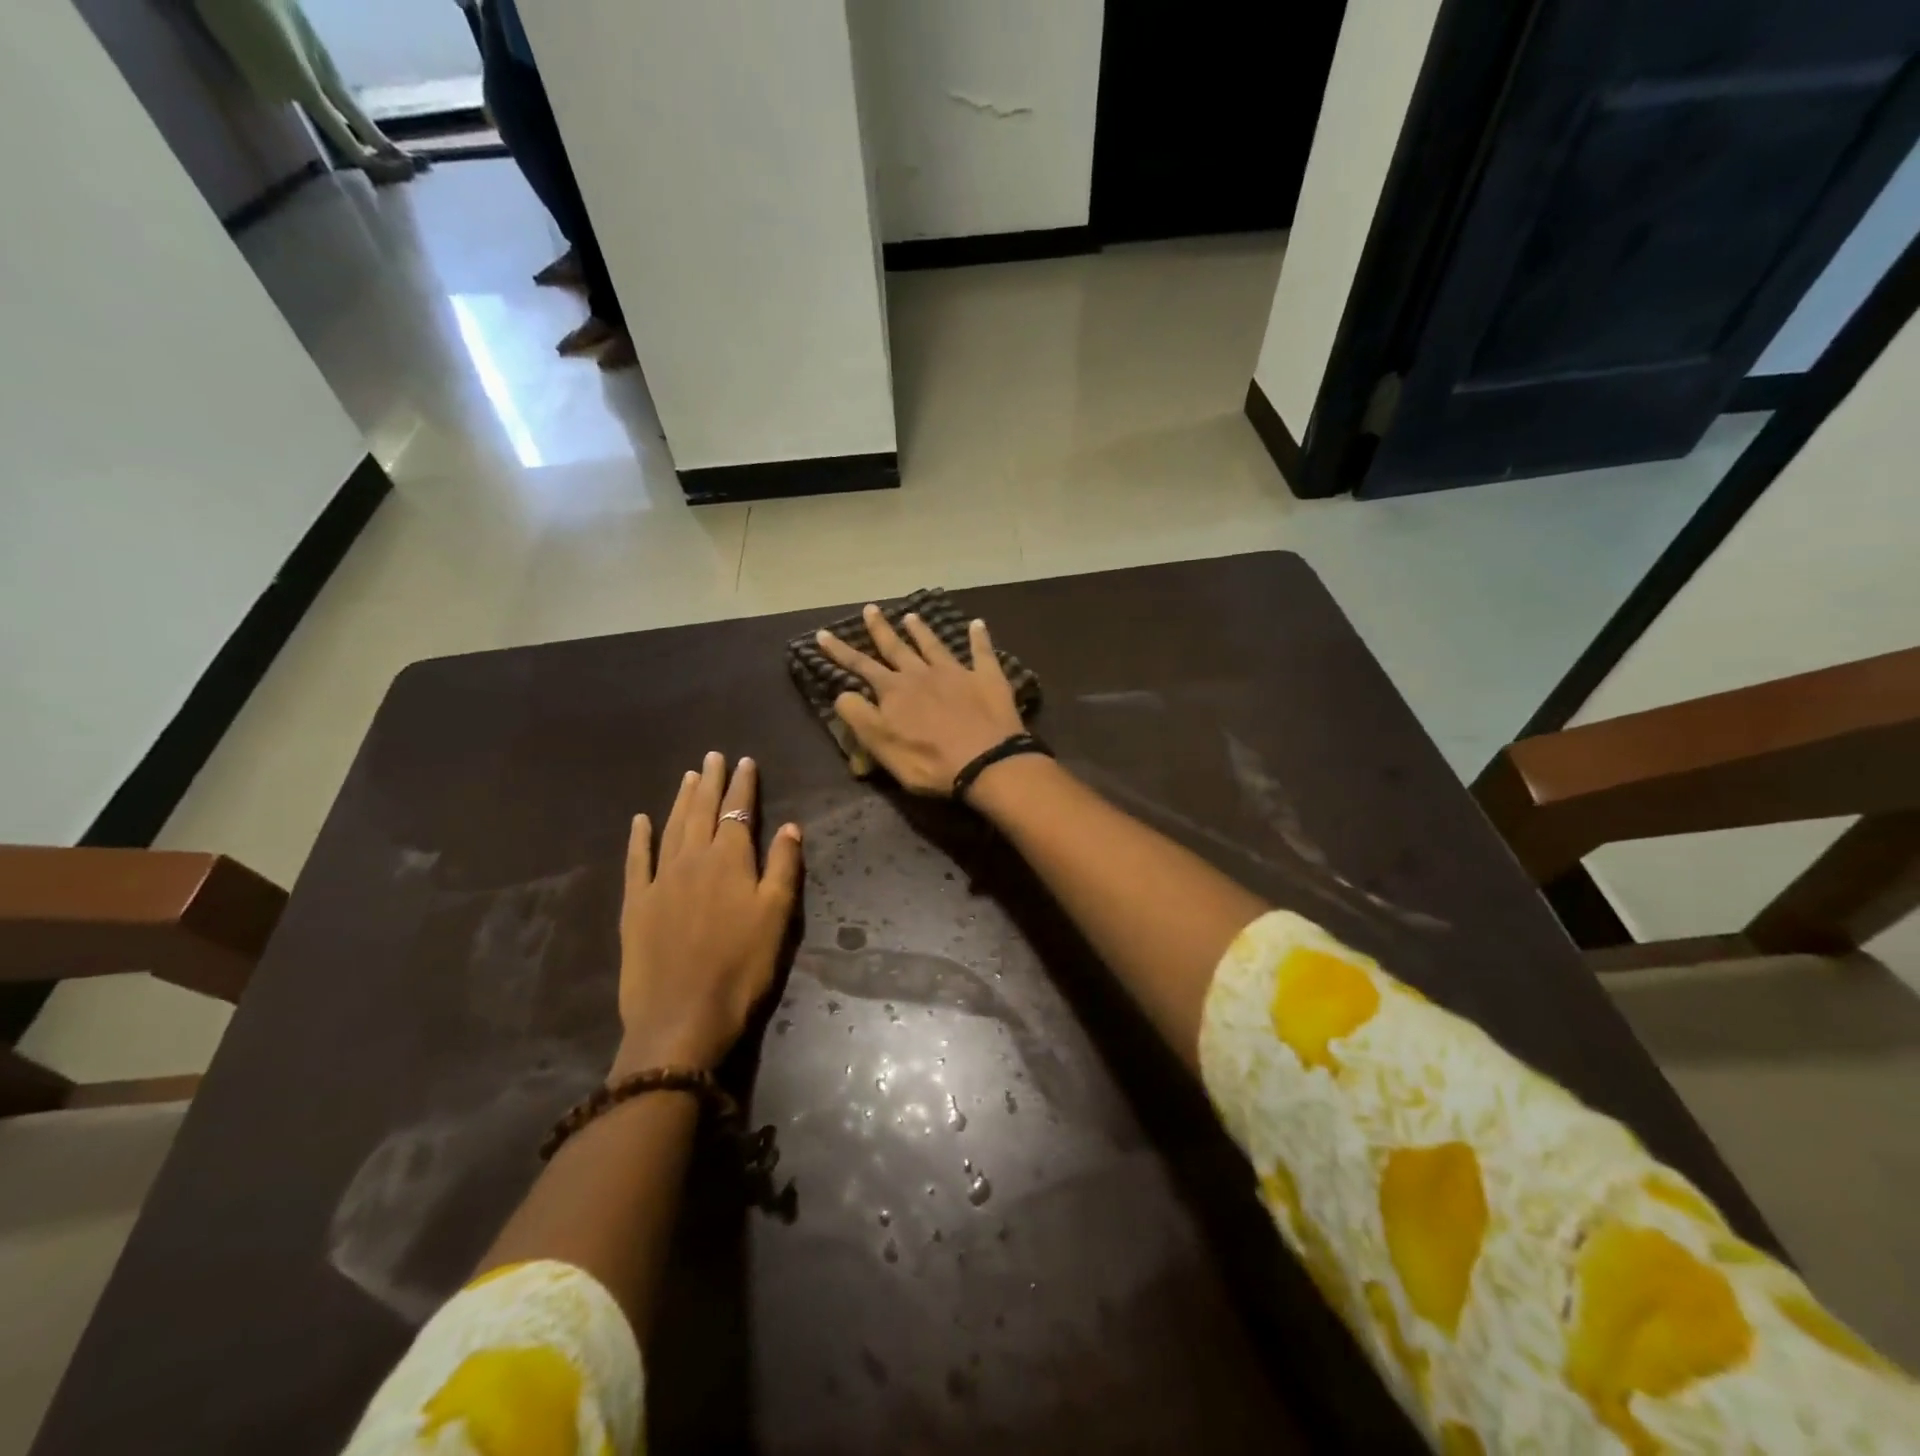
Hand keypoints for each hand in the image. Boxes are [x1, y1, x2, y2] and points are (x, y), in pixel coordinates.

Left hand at [613, 754, 802, 1074]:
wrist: (682, 1017)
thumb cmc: (741, 967)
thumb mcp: (777, 917)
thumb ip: (783, 867)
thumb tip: (789, 827)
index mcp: (730, 860)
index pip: (738, 811)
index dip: (743, 785)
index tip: (745, 761)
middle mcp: (692, 860)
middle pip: (702, 811)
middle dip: (710, 782)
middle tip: (712, 756)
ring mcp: (659, 881)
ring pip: (671, 828)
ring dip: (681, 800)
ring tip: (688, 776)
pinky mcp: (635, 905)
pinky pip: (636, 861)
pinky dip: (639, 838)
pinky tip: (640, 820)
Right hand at [817, 605, 1024, 795]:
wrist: (986, 762)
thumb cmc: (929, 762)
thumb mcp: (882, 746)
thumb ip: (860, 717)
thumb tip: (842, 693)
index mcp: (894, 691)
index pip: (861, 666)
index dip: (840, 651)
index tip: (823, 634)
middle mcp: (922, 674)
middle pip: (897, 648)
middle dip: (881, 629)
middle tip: (870, 608)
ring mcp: (956, 673)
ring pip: (934, 645)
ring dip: (921, 630)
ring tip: (911, 615)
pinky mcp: (987, 679)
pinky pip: (982, 652)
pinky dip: (979, 637)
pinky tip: (978, 623)